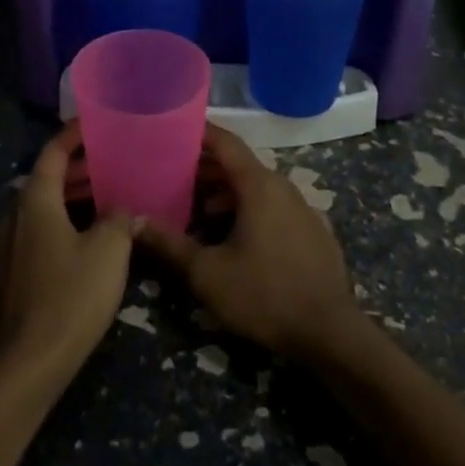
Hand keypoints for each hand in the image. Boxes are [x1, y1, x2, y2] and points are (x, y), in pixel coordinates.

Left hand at [0, 121, 137, 382]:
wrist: (26, 366)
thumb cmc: (71, 298)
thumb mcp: (108, 253)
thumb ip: (119, 221)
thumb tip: (126, 209)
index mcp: (34, 202)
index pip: (52, 154)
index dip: (73, 135)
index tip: (94, 124)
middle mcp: (11, 217)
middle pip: (43, 181)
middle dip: (75, 171)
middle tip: (107, 167)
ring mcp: (0, 249)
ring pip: (36, 211)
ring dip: (65, 202)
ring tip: (99, 203)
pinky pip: (29, 237)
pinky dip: (53, 228)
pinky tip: (75, 245)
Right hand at [139, 124, 365, 364]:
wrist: (332, 334)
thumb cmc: (265, 295)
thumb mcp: (207, 273)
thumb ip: (168, 244)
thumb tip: (132, 222)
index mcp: (259, 185)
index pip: (225, 142)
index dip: (197, 133)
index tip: (171, 130)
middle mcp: (283, 187)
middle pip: (238, 165)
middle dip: (204, 168)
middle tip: (170, 176)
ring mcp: (302, 209)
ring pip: (256, 188)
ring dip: (225, 192)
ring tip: (195, 209)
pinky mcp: (312, 233)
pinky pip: (273, 207)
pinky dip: (248, 209)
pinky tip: (231, 236)